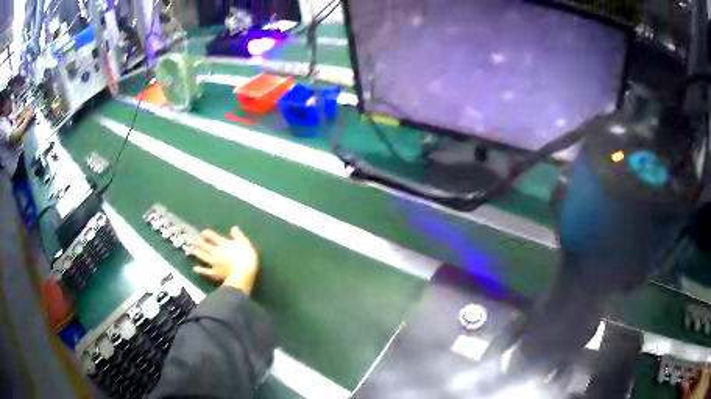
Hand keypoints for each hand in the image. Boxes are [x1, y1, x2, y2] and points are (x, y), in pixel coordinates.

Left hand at [192, 227, 258, 293]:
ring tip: (191, 249)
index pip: (212, 236)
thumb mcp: (245, 242)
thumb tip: (233, 227)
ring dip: (196, 252)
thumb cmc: (246, 257)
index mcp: (223, 243)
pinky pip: (205, 271)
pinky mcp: (215, 273)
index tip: (202, 233)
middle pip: (204, 245)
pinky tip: (194, 269)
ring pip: (203, 256)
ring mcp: (214, 263)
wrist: (243, 273)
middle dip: (198, 242)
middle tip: (193, 240)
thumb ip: (238, 235)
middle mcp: (216, 251)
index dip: (206, 233)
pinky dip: (199, 270)